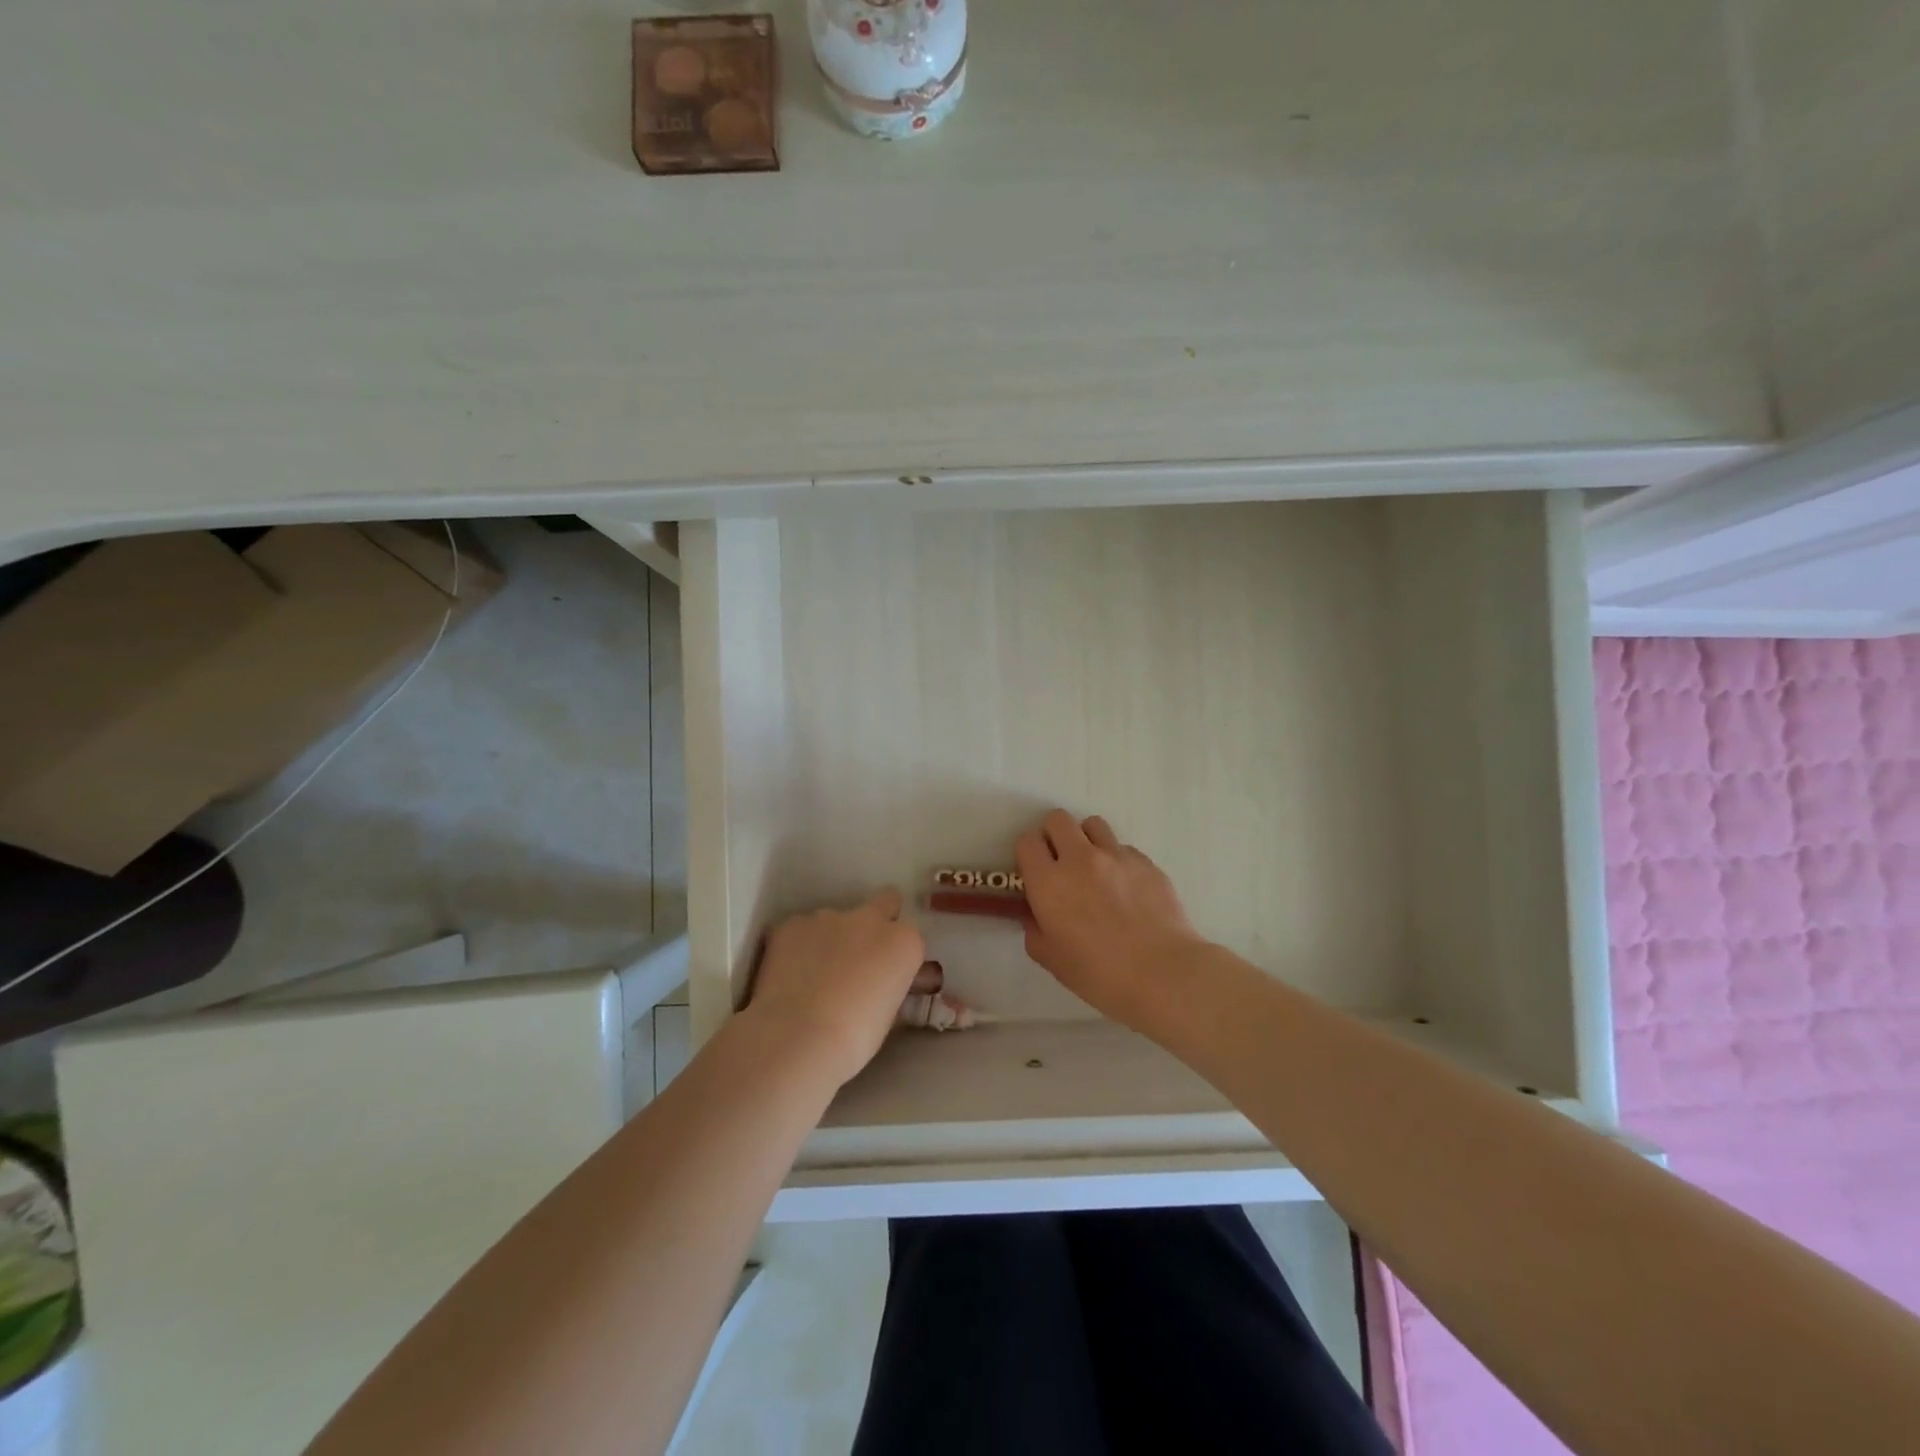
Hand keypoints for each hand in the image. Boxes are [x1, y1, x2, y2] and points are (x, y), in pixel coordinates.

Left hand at [743, 889, 927, 1087]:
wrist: (798, 1037)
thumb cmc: (854, 1039)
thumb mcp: (889, 1014)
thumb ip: (888, 985)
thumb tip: (879, 984)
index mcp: (903, 942)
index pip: (909, 937)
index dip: (897, 955)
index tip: (886, 975)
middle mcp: (870, 919)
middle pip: (884, 902)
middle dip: (877, 920)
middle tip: (859, 954)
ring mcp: (828, 916)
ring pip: (836, 920)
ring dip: (831, 939)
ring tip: (813, 976)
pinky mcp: (792, 924)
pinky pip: (800, 930)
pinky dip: (798, 947)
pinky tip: (789, 976)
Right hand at [1016, 810, 1208, 1030]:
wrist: (1164, 974)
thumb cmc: (1100, 974)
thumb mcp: (1052, 960)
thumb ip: (1035, 930)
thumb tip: (1036, 914)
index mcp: (1049, 882)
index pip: (1027, 841)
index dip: (1028, 853)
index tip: (1035, 871)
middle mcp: (1079, 859)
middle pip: (1058, 819)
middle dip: (1054, 836)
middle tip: (1061, 863)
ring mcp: (1116, 856)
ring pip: (1093, 824)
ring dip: (1086, 840)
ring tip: (1095, 868)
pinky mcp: (1146, 861)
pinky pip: (1123, 848)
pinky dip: (1118, 861)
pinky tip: (1126, 889)